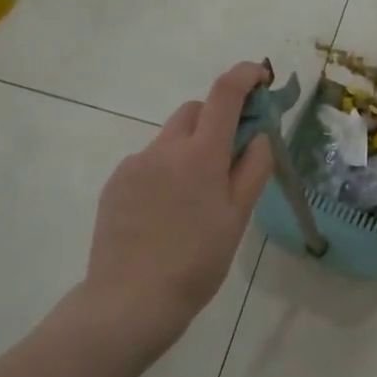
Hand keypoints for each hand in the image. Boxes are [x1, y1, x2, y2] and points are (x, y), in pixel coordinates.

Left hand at [81, 62, 275, 356]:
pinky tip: (168, 211)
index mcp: (200, 154)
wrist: (130, 301)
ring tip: (195, 197)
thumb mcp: (238, 216)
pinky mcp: (115, 183)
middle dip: (216, 119)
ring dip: (190, 148)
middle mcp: (164, 149)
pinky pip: (149, 161)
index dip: (245, 75)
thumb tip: (258, 135)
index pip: (225, 94)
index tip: (261, 76)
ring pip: (170, 138)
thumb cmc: (197, 261)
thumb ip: (253, 168)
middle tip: (230, 156)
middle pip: (194, 111)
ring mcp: (134, 164)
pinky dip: (166, 170)